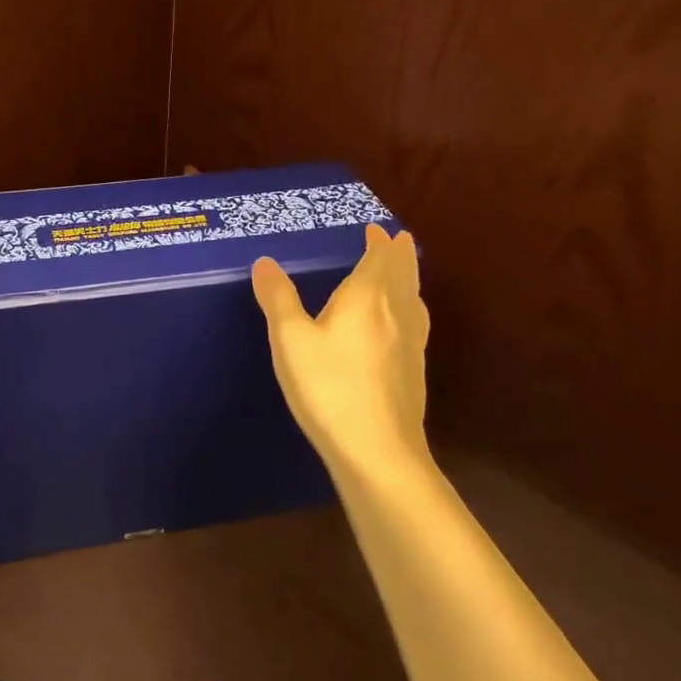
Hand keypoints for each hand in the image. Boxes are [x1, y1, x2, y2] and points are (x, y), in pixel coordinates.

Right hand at [251, 224, 429, 476]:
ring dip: (410, 279)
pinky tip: (404, 326)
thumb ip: (278, 299)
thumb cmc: (329, 387)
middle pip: (403, 275)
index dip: (378, 242)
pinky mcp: (414, 373)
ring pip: (414, 300)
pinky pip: (416, 324)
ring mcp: (410, 345)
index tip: (376, 228)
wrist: (378, 452)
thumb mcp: (291, 340)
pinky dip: (411, 308)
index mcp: (366, 298)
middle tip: (400, 239)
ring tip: (406, 274)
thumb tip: (265, 262)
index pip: (378, 259)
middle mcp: (395, 314)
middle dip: (400, 255)